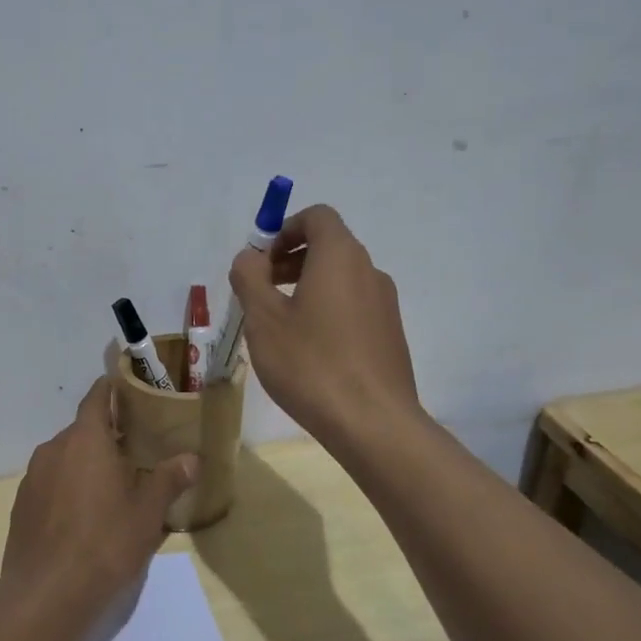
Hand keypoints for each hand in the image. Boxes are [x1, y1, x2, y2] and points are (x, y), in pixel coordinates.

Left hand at [0, 378, 199, 616]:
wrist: (46, 594)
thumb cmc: (105, 542)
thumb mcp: (148, 512)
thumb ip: (169, 479)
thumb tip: (192, 459)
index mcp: (85, 439)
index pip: (97, 397)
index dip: (112, 388)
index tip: (128, 387)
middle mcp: (54, 449)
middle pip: (83, 430)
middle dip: (107, 436)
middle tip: (135, 451)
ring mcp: (33, 478)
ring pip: (66, 458)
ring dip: (86, 464)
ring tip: (112, 487)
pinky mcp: (21, 506)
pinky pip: (51, 484)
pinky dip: (68, 488)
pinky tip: (84, 517)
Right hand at [229, 203, 420, 450]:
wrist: (373, 423)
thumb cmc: (311, 364)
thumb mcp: (263, 320)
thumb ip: (250, 278)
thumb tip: (250, 257)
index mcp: (340, 256)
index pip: (317, 217)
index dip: (284, 229)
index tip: (261, 261)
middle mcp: (369, 271)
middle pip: (329, 246)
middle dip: (290, 260)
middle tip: (261, 292)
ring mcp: (385, 304)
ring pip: (341, 279)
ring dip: (307, 287)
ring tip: (280, 325)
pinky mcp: (390, 334)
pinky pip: (354, 306)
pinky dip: (328, 310)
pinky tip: (309, 350)